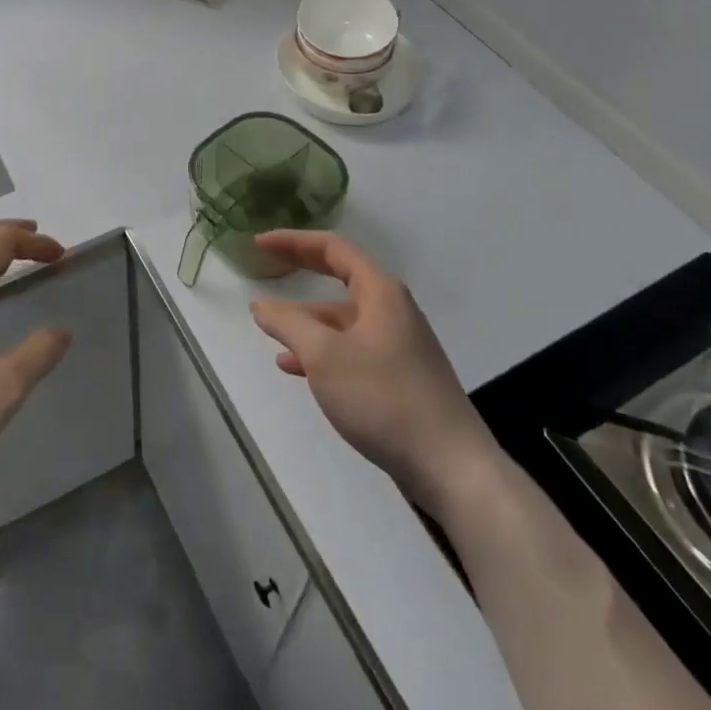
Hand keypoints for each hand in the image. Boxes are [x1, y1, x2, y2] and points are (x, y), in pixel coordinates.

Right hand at [249, 231, 499, 509]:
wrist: (450, 467)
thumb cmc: (384, 397)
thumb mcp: (325, 356)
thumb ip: (288, 325)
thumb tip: (262, 305)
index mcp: (381, 292)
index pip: (333, 249)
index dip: (294, 242)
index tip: (260, 244)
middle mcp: (392, 310)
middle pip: (340, 279)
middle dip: (301, 273)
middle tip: (265, 267)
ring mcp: (399, 345)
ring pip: (343, 321)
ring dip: (307, 321)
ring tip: (271, 331)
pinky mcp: (399, 378)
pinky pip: (351, 350)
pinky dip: (322, 352)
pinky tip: (295, 368)